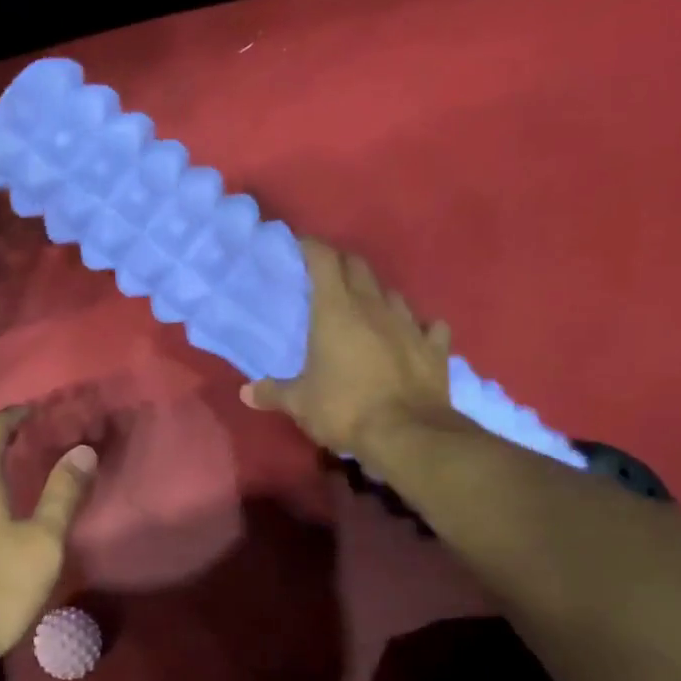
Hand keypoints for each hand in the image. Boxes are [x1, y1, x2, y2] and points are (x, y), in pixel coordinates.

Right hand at [241, 238, 464, 457]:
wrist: (408, 435)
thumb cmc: (345, 409)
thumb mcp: (300, 404)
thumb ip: (273, 392)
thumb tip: (246, 393)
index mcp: (335, 311)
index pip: (324, 260)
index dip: (311, 247)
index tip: (299, 245)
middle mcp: (374, 307)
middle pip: (358, 267)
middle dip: (341, 264)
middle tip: (326, 275)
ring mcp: (409, 325)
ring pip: (392, 294)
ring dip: (377, 294)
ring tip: (366, 307)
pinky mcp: (435, 348)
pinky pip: (430, 327)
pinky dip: (420, 327)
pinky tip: (414, 334)